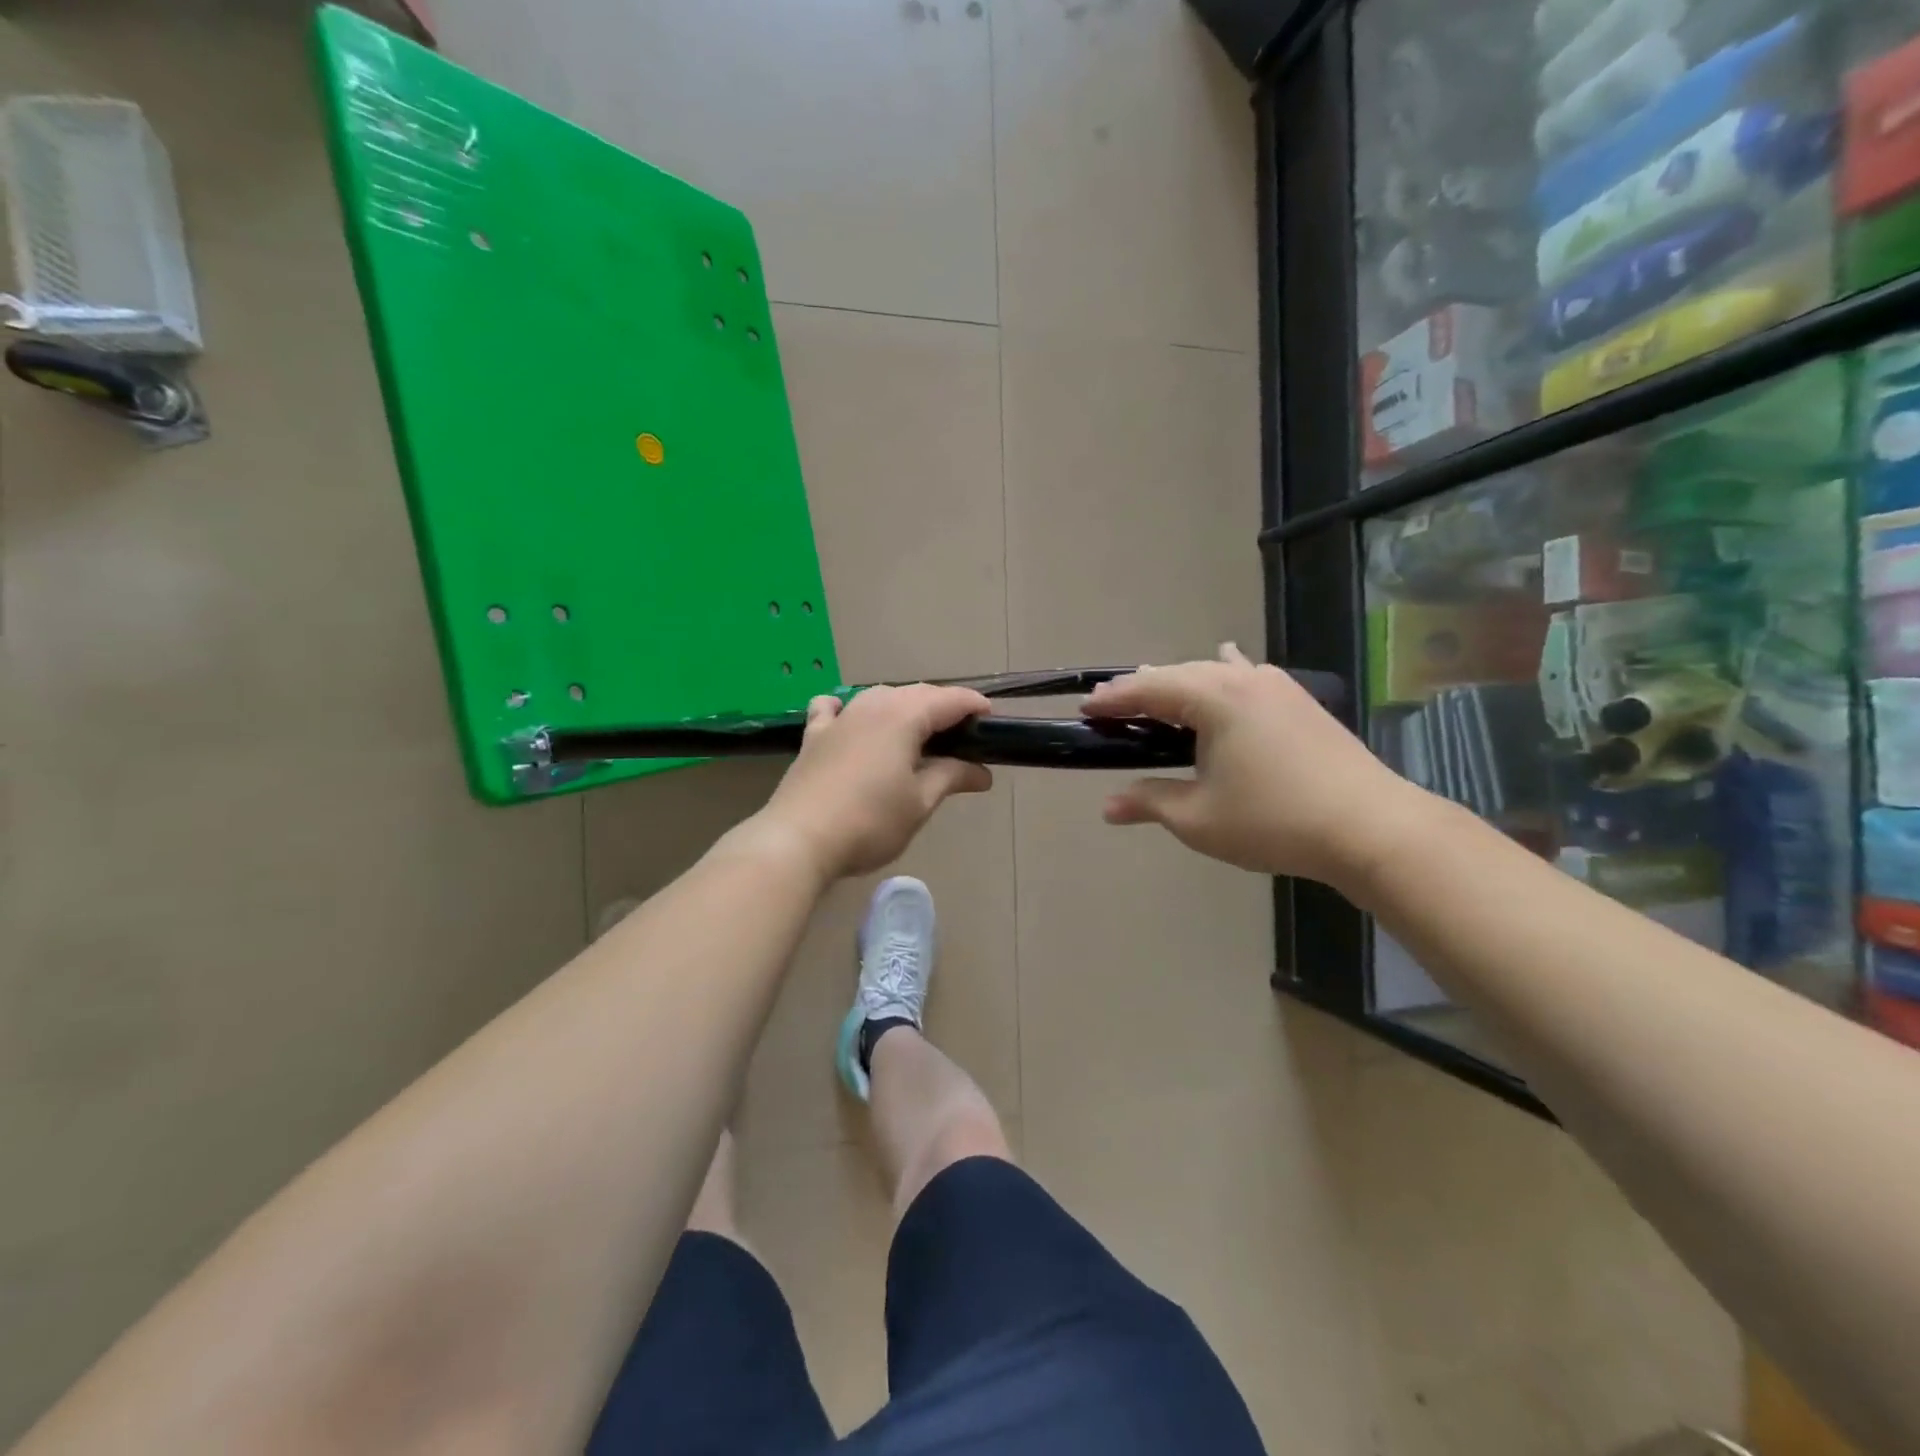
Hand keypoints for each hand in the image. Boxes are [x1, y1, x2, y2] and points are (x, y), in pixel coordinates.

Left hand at [754, 684, 994, 881]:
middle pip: (916, 694)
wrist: (799, 839)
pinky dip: (851, 710)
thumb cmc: (870, 821)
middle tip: (963, 735)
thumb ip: (952, 777)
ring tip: (918, 733)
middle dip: (942, 706)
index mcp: (903, 716)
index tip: (992, 721)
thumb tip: (982, 772)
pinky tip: (852, 722)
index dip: (974, 706)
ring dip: (903, 707)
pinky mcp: (813, 736)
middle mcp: (871, 705)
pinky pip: (834, 708)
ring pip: (879, 697)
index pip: (949, 699)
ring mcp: (839, 718)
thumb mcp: (920, 802)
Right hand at [1083, 644, 1425, 889]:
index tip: (1086, 708)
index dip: (1114, 698)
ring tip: (1157, 696)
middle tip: (1112, 706)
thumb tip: (1107, 806)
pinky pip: (1247, 677)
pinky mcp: (1300, 702)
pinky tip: (1227, 667)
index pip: (1149, 688)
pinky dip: (1222, 677)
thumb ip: (1149, 802)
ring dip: (1180, 683)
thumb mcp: (1198, 818)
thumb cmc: (1273, 820)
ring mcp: (1278, 686)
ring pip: (1214, 673)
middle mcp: (1244, 679)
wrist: (1370, 827)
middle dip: (1143, 689)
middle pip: (1179, 674)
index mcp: (1214, 697)